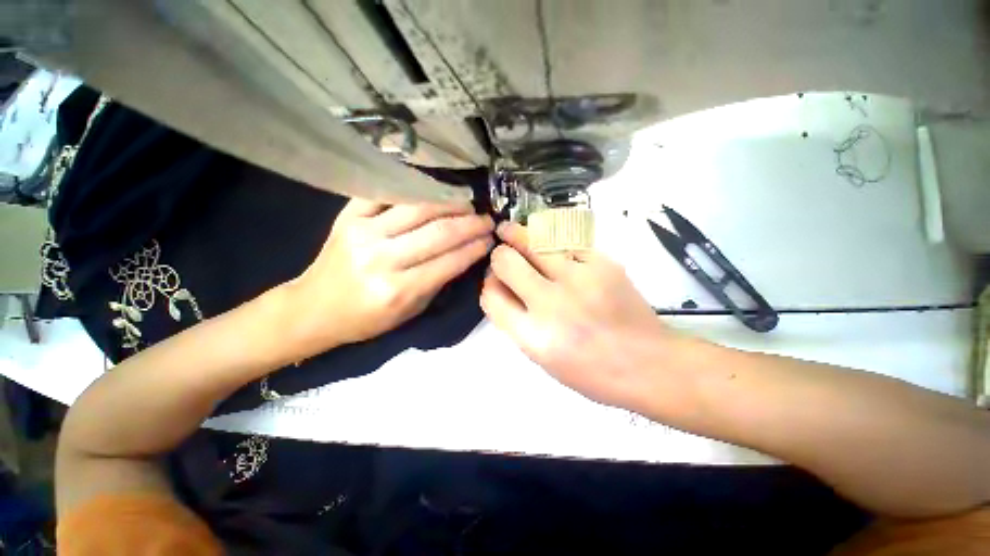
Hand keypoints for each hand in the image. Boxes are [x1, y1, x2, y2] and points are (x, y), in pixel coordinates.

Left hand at [284, 199, 493, 355]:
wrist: (313, 309)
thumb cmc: (366, 319)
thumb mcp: (410, 312)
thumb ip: (438, 282)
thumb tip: (466, 254)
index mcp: (399, 290)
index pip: (450, 261)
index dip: (475, 248)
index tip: (491, 239)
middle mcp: (382, 259)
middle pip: (438, 232)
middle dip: (470, 224)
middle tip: (487, 219)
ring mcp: (363, 233)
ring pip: (418, 208)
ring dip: (449, 203)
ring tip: (467, 204)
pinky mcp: (347, 217)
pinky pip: (386, 193)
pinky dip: (414, 189)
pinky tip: (433, 191)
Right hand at [481, 222, 686, 411]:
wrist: (649, 364)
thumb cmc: (591, 371)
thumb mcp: (542, 358)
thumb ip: (516, 322)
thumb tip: (500, 287)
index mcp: (534, 336)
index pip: (492, 296)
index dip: (488, 284)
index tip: (494, 280)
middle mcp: (552, 304)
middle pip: (505, 261)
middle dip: (499, 256)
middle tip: (503, 254)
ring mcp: (579, 278)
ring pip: (533, 240)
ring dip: (516, 235)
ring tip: (509, 231)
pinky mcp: (603, 263)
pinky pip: (564, 243)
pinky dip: (552, 244)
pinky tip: (550, 246)